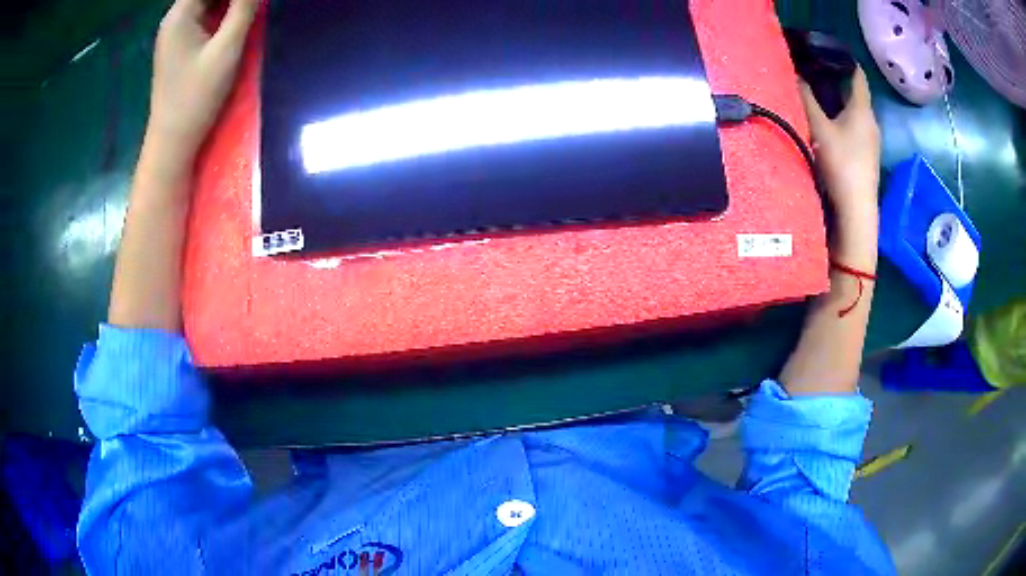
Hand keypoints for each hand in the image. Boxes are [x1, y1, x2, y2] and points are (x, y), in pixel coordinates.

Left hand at [147, 0, 257, 159]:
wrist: (172, 142)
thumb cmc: (196, 97)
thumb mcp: (226, 49)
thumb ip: (244, 9)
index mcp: (180, 15)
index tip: (252, 0)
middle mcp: (174, 19)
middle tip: (253, 4)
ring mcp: (175, 33)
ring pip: (206, 2)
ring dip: (228, 2)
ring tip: (248, 8)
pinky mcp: (179, 46)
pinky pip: (204, 15)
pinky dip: (221, 10)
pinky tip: (236, 15)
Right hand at [800, 67, 881, 216]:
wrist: (857, 211)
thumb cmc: (841, 165)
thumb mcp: (819, 128)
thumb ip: (806, 99)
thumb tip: (795, 74)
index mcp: (862, 109)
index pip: (857, 74)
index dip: (844, 58)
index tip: (826, 49)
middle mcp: (870, 121)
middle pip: (855, 93)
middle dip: (837, 80)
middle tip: (814, 70)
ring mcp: (871, 140)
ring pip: (855, 111)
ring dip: (839, 101)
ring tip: (817, 95)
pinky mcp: (867, 155)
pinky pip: (855, 127)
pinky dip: (842, 118)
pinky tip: (829, 123)